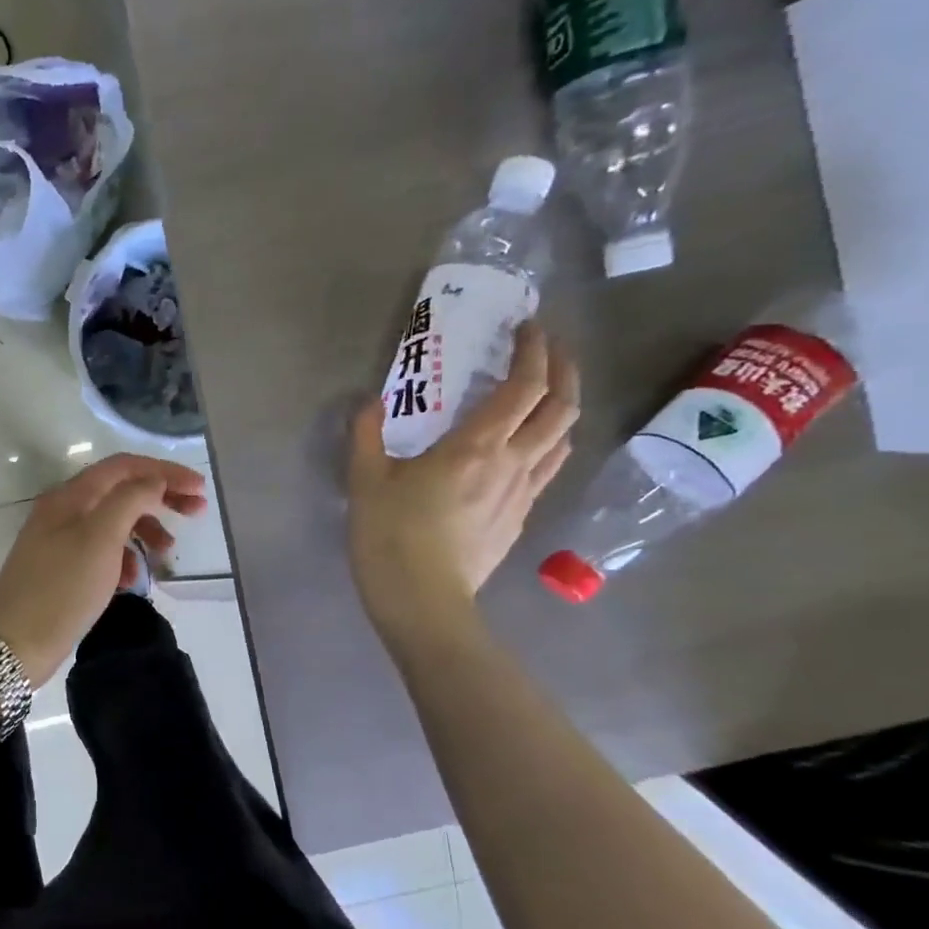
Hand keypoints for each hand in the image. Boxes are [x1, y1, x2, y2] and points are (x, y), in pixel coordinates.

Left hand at [0, 454, 207, 684]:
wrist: (14, 642)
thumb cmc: (62, 587)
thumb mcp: (101, 538)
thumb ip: (130, 500)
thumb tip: (153, 480)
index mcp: (72, 495)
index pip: (125, 466)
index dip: (165, 471)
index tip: (200, 489)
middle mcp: (64, 509)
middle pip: (120, 490)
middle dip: (159, 498)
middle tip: (196, 513)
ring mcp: (61, 539)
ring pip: (113, 522)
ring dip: (144, 530)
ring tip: (167, 552)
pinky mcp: (62, 568)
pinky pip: (102, 551)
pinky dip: (123, 558)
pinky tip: (132, 580)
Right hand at [348, 322, 578, 644]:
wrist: (421, 600)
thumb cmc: (390, 536)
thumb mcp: (365, 480)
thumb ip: (367, 433)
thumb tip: (372, 401)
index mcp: (475, 447)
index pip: (523, 386)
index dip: (534, 350)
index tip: (528, 327)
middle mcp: (512, 463)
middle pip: (561, 406)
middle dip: (563, 369)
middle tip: (548, 349)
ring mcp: (522, 493)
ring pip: (562, 438)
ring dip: (562, 406)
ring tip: (544, 393)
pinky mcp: (519, 518)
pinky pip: (547, 469)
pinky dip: (547, 443)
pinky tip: (526, 448)